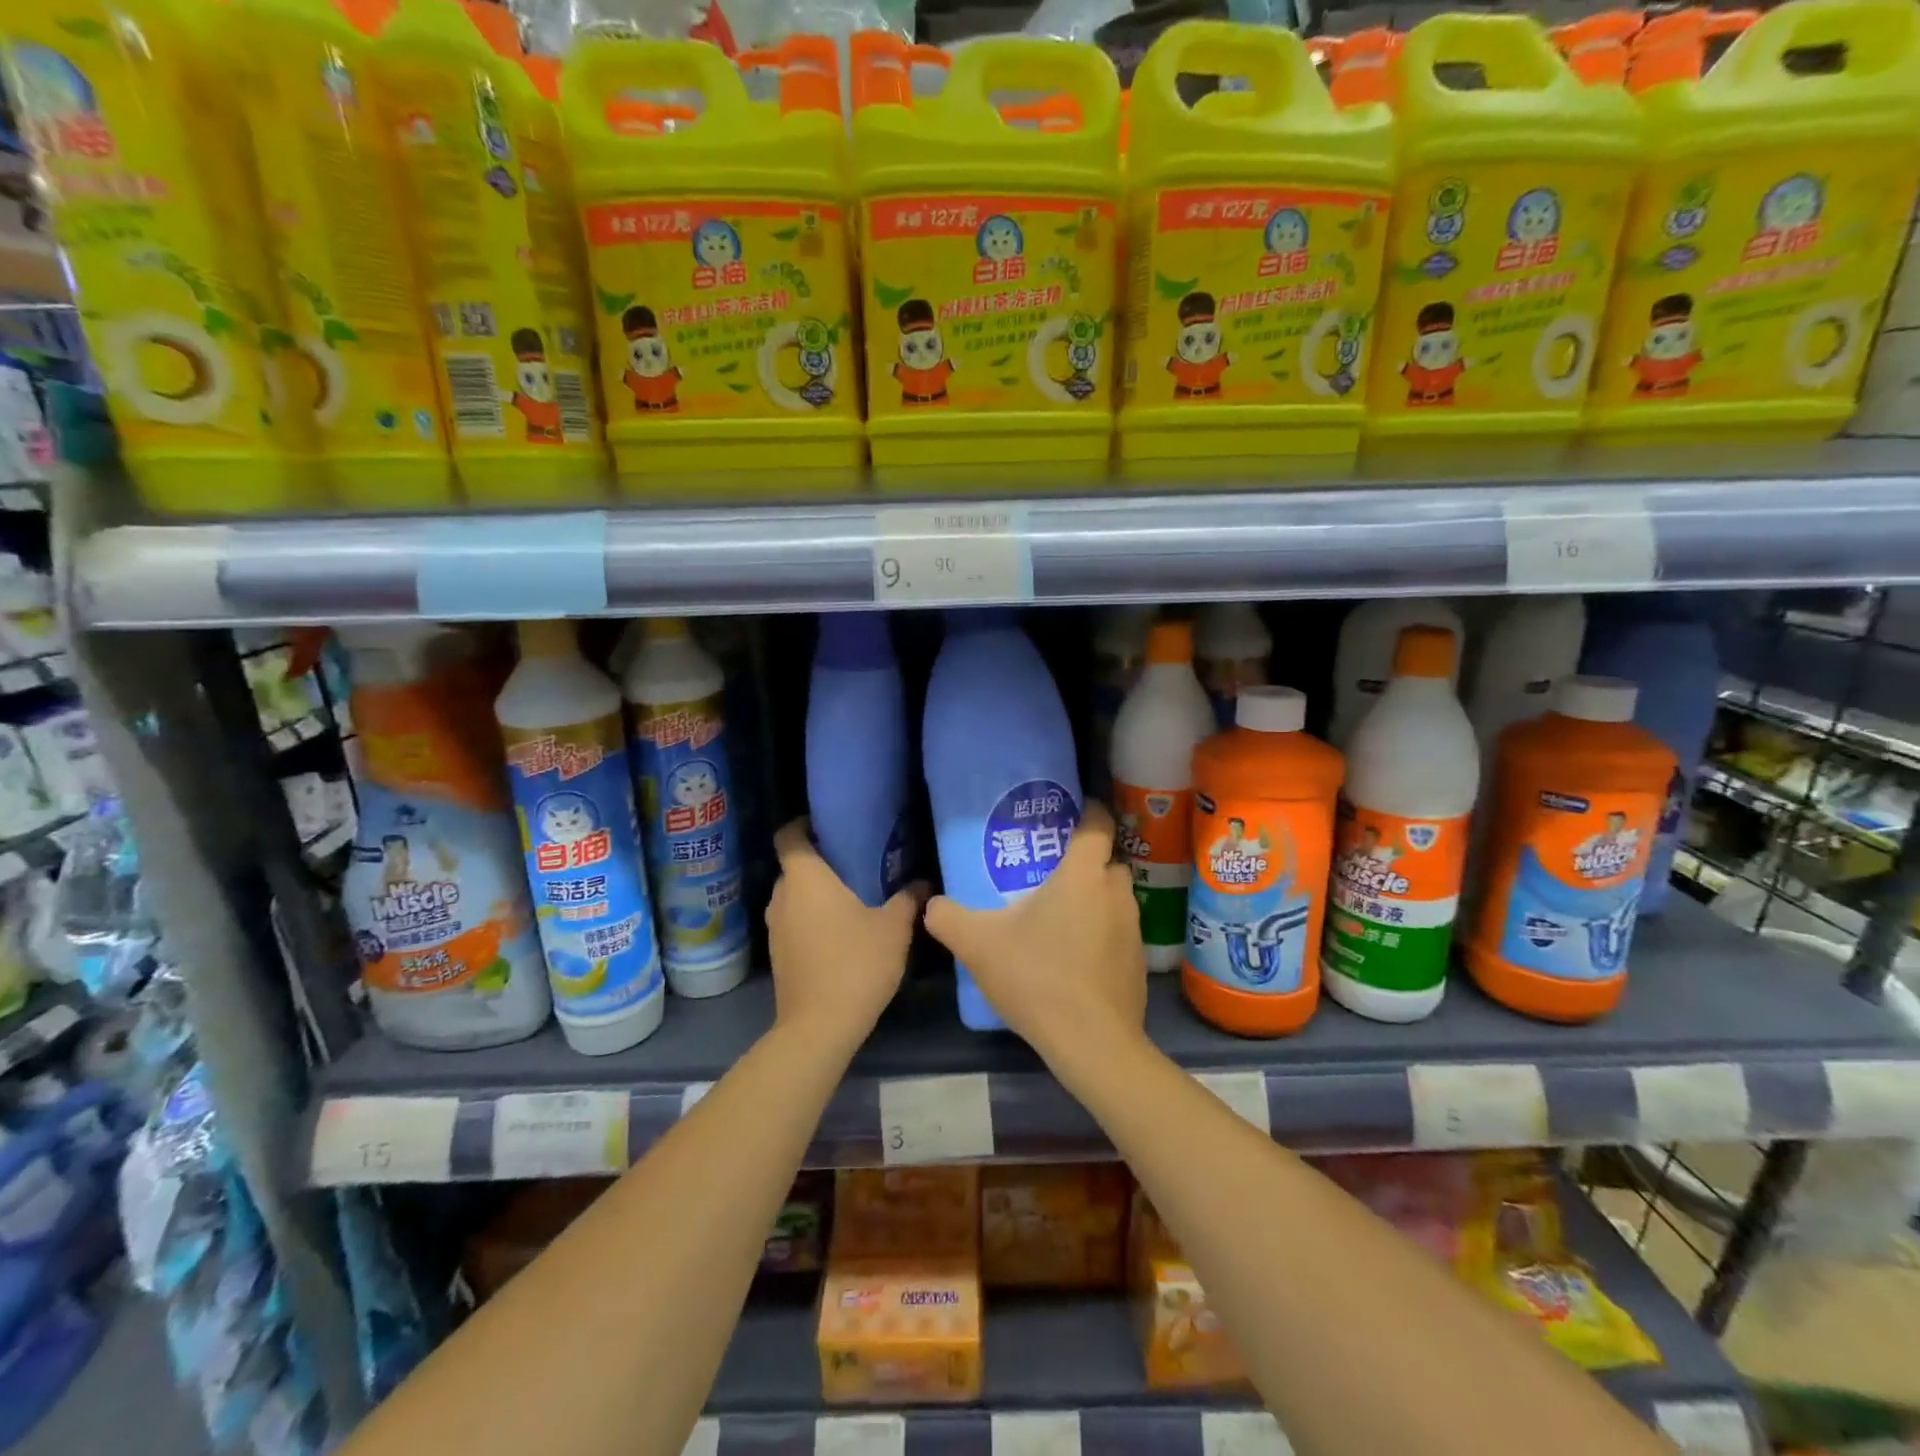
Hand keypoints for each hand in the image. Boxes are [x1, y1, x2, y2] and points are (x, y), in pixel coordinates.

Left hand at [766, 819, 924, 1048]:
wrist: (820, 1026)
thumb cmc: (856, 963)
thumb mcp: (894, 928)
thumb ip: (907, 899)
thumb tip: (922, 884)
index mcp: (805, 878)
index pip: (788, 836)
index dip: (802, 825)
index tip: (827, 825)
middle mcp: (782, 896)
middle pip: (794, 867)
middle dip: (819, 862)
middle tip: (854, 862)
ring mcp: (775, 928)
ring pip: (793, 896)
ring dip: (815, 893)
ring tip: (851, 896)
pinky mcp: (777, 954)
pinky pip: (793, 921)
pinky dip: (811, 918)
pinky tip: (840, 931)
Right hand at [923, 801, 1147, 1063]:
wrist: (1092, 1043)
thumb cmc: (1037, 977)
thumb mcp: (978, 945)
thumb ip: (948, 918)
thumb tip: (931, 904)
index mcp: (1083, 875)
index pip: (1097, 824)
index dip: (1087, 811)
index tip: (1069, 813)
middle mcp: (1115, 893)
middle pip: (1107, 860)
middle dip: (1085, 860)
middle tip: (1051, 870)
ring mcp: (1133, 929)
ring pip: (1114, 898)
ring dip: (1094, 899)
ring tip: (1060, 916)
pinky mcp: (1138, 963)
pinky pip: (1119, 933)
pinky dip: (1102, 934)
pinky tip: (1075, 958)